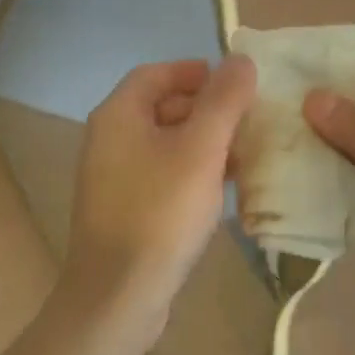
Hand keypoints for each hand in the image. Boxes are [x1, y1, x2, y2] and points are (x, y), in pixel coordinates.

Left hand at [64, 55, 256, 343]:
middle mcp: (108, 138)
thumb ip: (223, 101)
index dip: (194, 71)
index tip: (233, 83)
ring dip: (202, 141)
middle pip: (160, 106)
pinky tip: (221, 188)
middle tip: (246, 119)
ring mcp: (112, 176)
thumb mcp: (201, 150)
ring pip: (163, 142)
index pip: (156, 73)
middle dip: (205, 108)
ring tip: (244, 153)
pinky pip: (160, 173)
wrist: (118, 296)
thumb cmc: (160, 212)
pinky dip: (190, 170)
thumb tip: (240, 59)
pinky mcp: (123, 208)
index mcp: (118, 115)